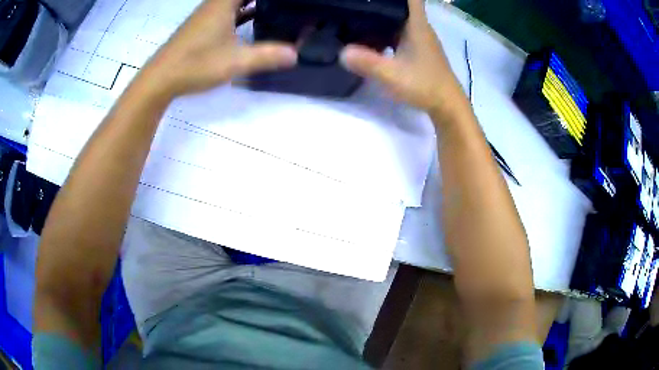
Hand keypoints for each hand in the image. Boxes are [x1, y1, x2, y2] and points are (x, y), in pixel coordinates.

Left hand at [140, 0, 296, 98]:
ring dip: (252, 1)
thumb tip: (295, 55)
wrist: (160, 79)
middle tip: (285, 4)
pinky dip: (242, 10)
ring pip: (234, 1)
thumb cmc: (195, 64)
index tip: (284, 0)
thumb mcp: (235, 61)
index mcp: (223, 3)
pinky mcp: (202, 26)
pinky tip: (254, 17)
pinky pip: (227, 10)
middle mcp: (214, 4)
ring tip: (275, 6)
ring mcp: (207, 15)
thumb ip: (266, 56)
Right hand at [340, 0, 466, 115]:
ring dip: (381, 18)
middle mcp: (419, 26)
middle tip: (356, 5)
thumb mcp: (393, 75)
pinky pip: (399, 32)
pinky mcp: (418, 49)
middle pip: (400, 5)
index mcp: (416, 24)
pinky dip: (385, 32)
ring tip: (357, 18)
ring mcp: (420, 38)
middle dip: (379, 3)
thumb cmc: (425, 85)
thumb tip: (342, 52)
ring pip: (399, 19)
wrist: (447, 104)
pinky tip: (370, 40)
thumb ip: (368, 63)